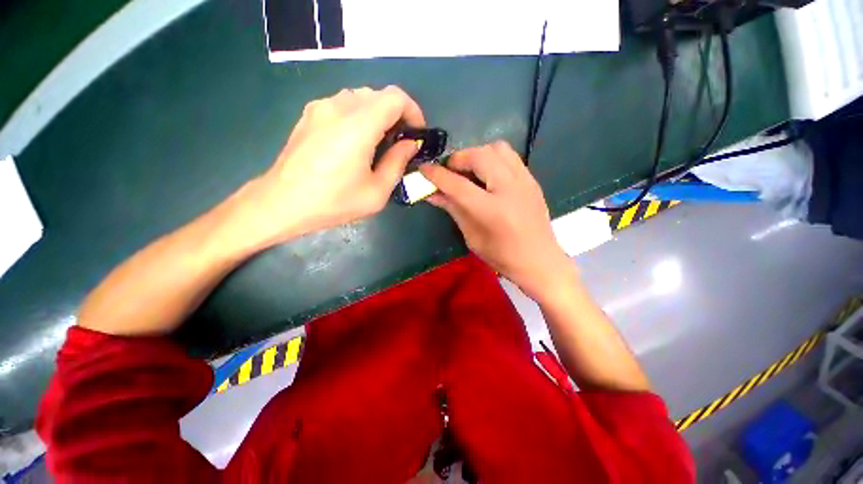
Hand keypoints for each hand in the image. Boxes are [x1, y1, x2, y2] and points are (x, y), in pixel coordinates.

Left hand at [233, 86, 424, 247]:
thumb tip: (410, 145)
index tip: (417, 133)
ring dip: (378, 115)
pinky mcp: (309, 114)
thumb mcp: (376, 192)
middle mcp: (338, 106)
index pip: (395, 97)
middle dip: (397, 115)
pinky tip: (356, 142)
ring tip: (379, 143)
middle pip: (379, 95)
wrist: (282, 203)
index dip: (413, 111)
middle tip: (400, 142)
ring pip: (360, 97)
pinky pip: (343, 104)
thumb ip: (397, 163)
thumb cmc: (333, 202)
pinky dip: (359, 116)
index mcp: (358, 126)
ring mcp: (320, 107)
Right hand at [420, 142, 571, 299]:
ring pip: (496, 148)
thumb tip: (432, 193)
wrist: (540, 261)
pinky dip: (492, 157)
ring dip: (476, 154)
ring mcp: (524, 181)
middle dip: (458, 159)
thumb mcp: (472, 237)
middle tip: (449, 171)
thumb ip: (453, 210)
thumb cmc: (502, 256)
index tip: (423, 169)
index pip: (457, 185)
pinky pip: (509, 156)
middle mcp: (510, 189)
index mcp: (492, 210)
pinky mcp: (532, 179)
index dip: (437, 175)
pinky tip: (487, 174)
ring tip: (469, 170)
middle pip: (479, 156)